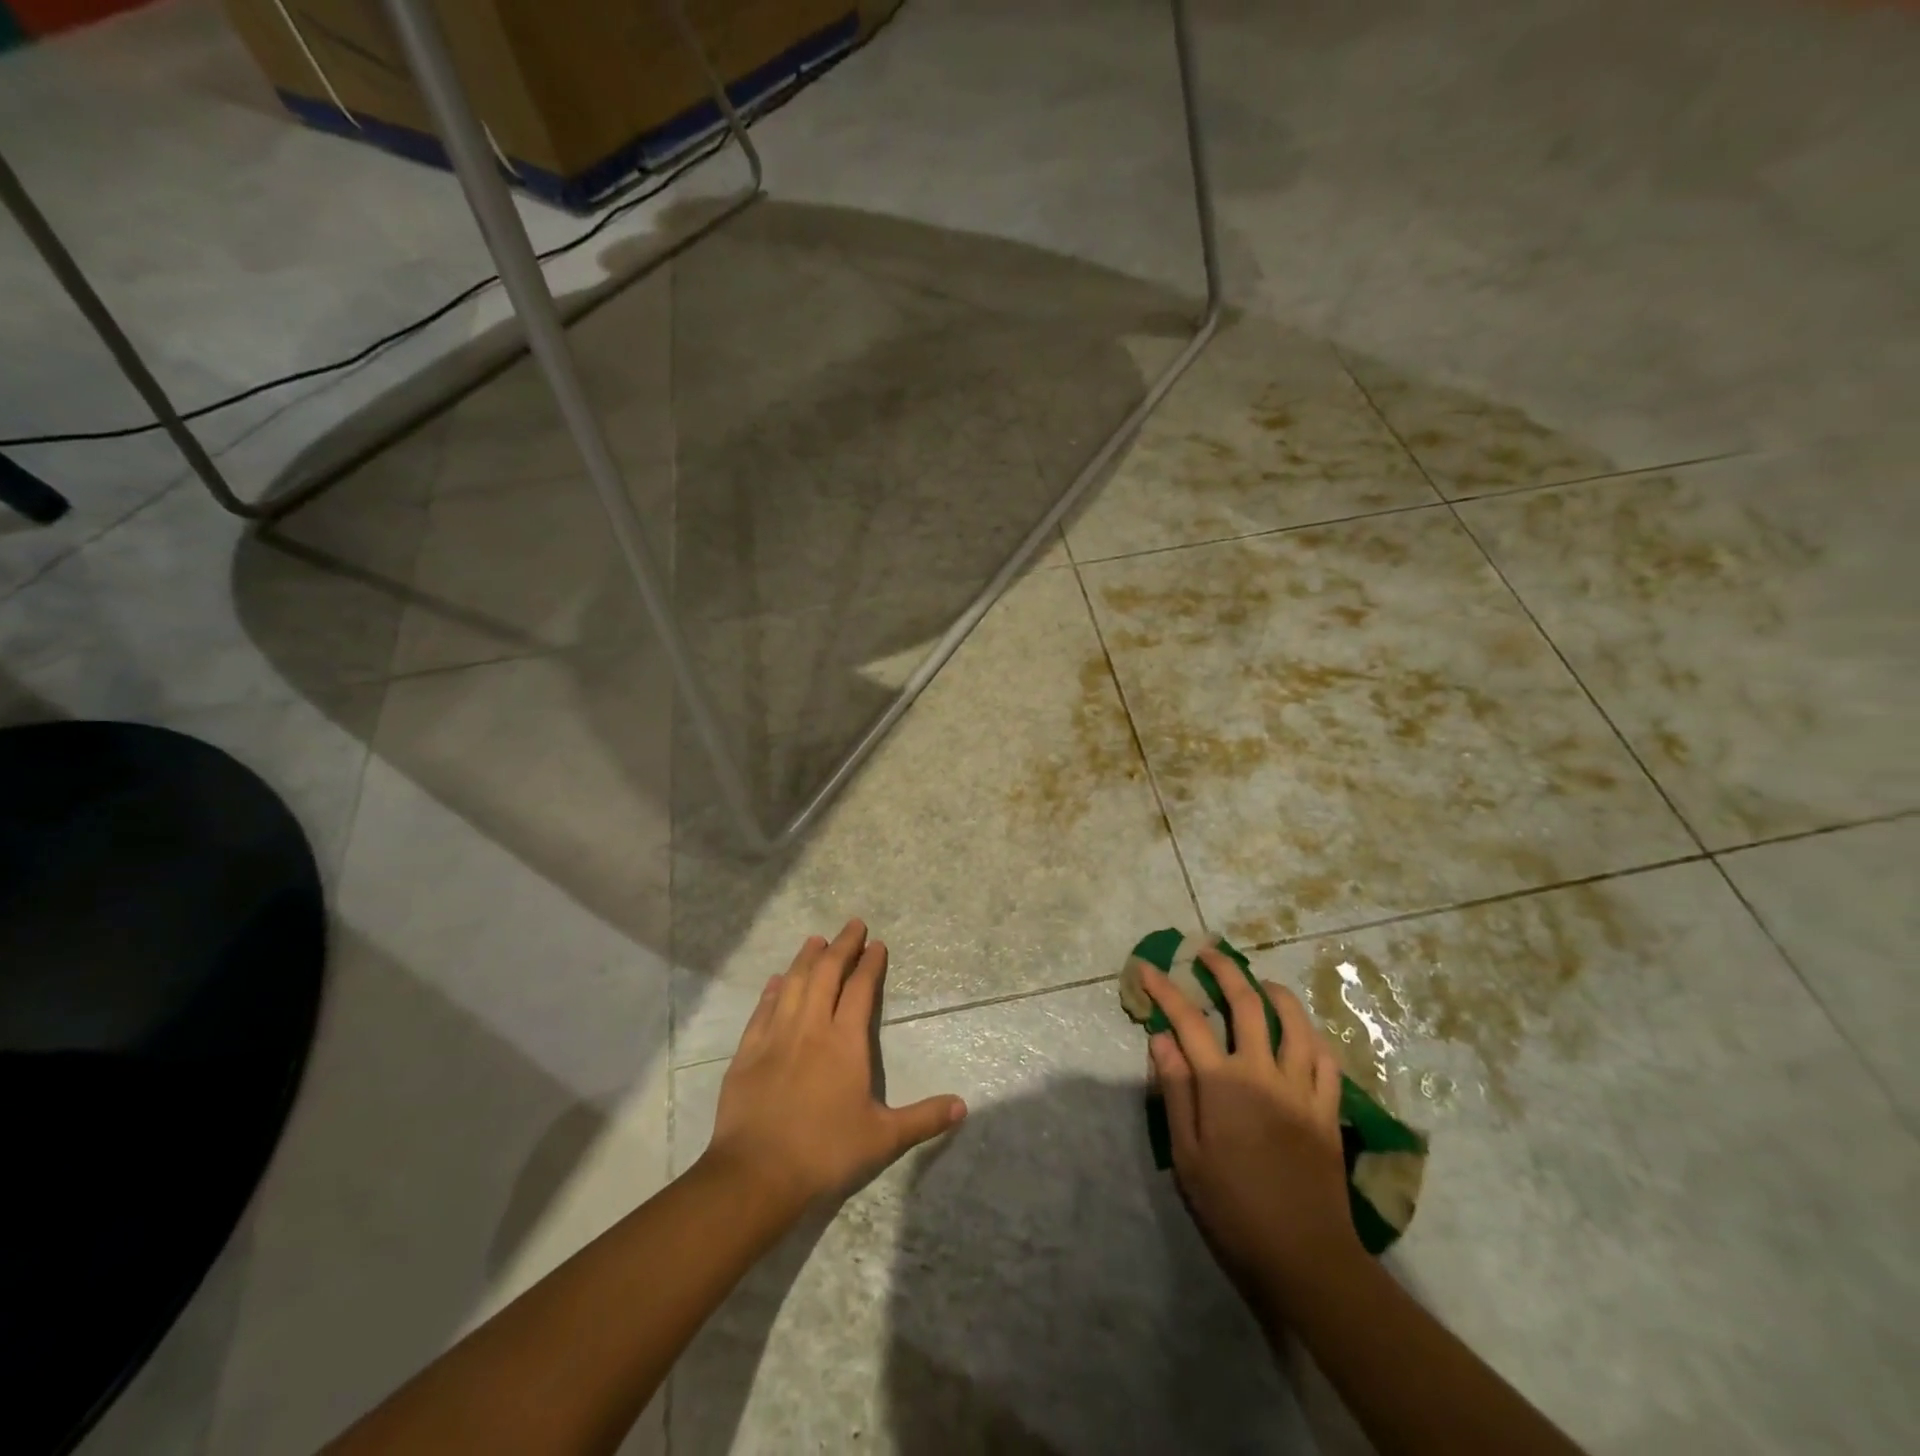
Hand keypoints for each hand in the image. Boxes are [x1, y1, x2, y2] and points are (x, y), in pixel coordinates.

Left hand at [701, 920, 966, 1212]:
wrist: (756, 1173)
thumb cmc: (825, 1152)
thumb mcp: (883, 1139)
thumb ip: (923, 1119)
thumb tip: (962, 1107)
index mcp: (845, 1042)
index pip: (861, 989)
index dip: (870, 963)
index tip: (877, 944)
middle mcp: (811, 1028)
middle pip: (826, 974)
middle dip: (841, 946)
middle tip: (852, 925)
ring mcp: (776, 1036)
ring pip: (793, 984)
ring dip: (806, 958)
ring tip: (816, 939)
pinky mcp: (748, 1052)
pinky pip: (762, 1009)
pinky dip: (772, 990)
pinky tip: (777, 979)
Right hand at [1142, 951, 1360, 1318]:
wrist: (1304, 1256)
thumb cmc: (1233, 1207)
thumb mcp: (1187, 1153)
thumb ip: (1175, 1090)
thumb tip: (1161, 1039)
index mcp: (1223, 1083)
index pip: (1188, 1021)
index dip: (1164, 990)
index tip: (1146, 968)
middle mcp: (1263, 1073)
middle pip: (1247, 1004)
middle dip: (1225, 970)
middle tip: (1208, 953)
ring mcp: (1302, 1089)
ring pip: (1295, 1023)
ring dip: (1276, 994)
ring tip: (1261, 983)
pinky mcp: (1328, 1111)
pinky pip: (1327, 1061)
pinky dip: (1313, 1038)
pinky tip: (1303, 1034)